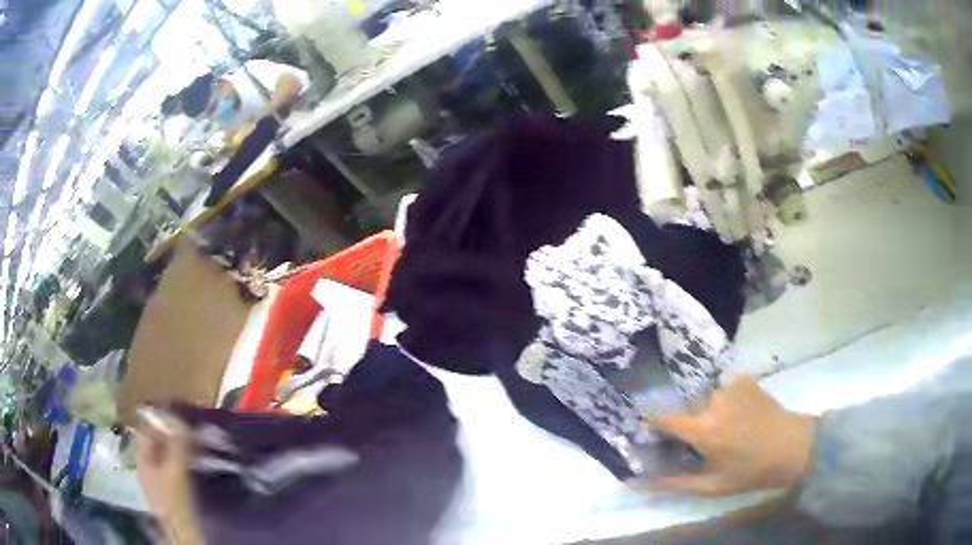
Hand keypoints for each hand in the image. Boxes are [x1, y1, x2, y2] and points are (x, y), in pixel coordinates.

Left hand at [135, 409, 203, 544]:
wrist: (183, 534)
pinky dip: (187, 455)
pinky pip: (178, 463)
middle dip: (172, 426)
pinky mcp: (174, 487)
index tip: (176, 403)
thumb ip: (176, 446)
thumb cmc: (174, 501)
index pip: (146, 427)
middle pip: (157, 438)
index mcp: (143, 458)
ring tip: (199, 434)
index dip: (158, 414)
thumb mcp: (174, 472)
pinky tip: (199, 455)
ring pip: (169, 451)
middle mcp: (148, 464)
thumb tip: (182, 419)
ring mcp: (161, 477)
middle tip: (192, 418)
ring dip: (181, 440)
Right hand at [647, 376, 816, 495]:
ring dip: (710, 411)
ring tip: (729, 427)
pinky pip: (724, 388)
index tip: (656, 434)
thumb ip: (674, 483)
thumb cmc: (750, 471)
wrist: (792, 447)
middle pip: (687, 409)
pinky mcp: (745, 379)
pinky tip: (741, 413)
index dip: (656, 426)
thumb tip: (639, 483)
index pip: (663, 418)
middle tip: (706, 441)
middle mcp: (712, 401)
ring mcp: (730, 386)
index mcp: (702, 428)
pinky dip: (727, 400)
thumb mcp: (711, 486)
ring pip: (707, 398)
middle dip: (690, 423)